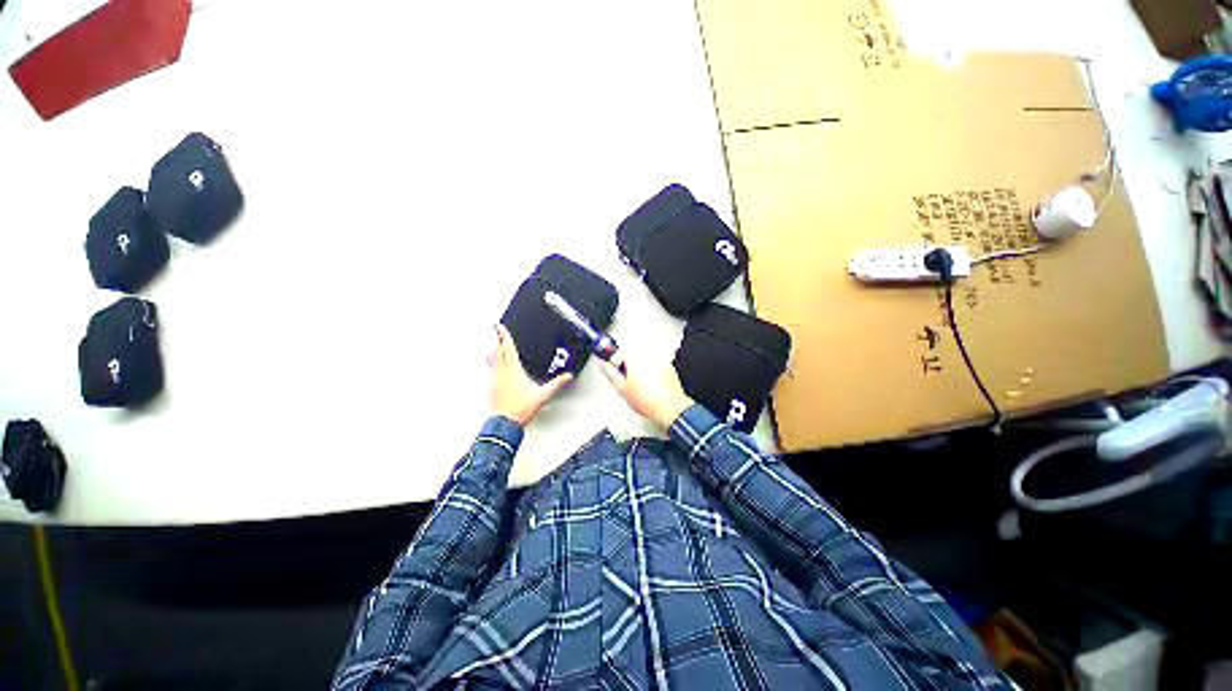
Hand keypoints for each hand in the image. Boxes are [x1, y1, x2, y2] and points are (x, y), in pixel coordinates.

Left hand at [488, 324, 572, 425]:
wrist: (506, 423)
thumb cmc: (522, 408)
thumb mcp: (544, 394)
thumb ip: (557, 383)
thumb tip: (567, 376)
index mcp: (514, 370)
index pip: (509, 348)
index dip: (505, 336)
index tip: (501, 327)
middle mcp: (502, 372)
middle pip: (497, 351)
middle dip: (495, 338)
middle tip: (493, 329)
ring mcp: (495, 380)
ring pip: (491, 360)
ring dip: (491, 349)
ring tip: (490, 343)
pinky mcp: (491, 388)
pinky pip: (490, 372)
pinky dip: (490, 365)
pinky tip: (491, 367)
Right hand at [599, 353, 693, 429]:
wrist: (670, 408)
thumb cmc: (648, 401)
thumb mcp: (621, 389)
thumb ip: (610, 373)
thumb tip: (603, 364)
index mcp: (635, 359)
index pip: (620, 350)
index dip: (615, 358)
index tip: (612, 364)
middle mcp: (648, 356)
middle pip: (633, 354)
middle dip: (628, 365)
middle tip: (627, 380)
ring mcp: (660, 361)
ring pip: (644, 360)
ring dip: (641, 368)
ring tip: (641, 385)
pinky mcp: (669, 367)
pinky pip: (656, 366)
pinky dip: (652, 372)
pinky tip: (652, 386)